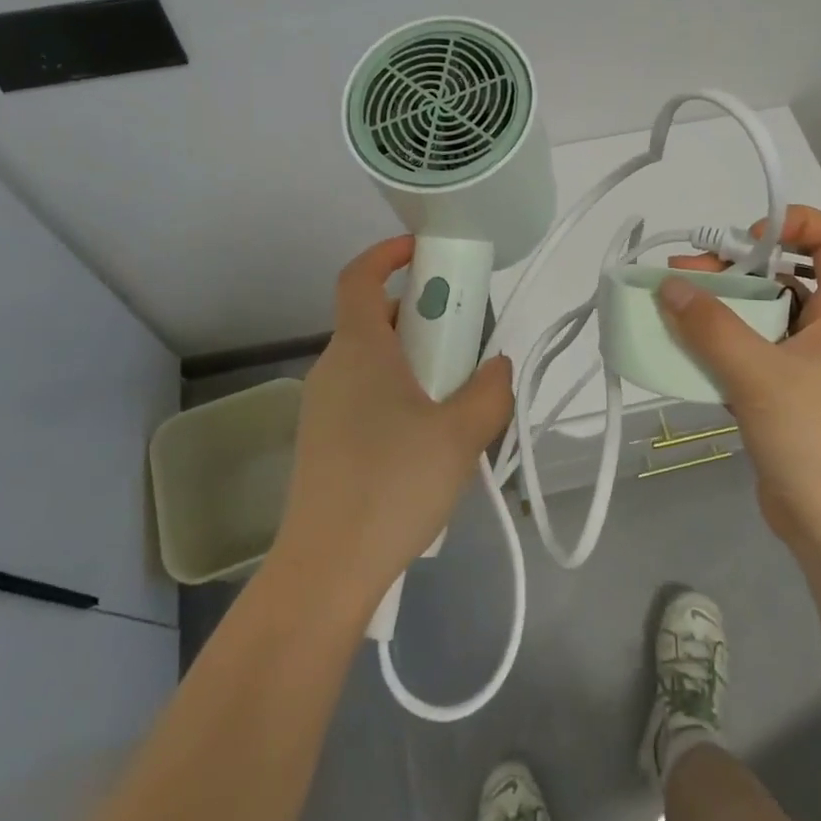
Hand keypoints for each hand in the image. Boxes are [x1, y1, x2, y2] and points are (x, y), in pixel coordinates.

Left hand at [271, 236, 514, 611]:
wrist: (327, 569)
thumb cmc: (393, 485)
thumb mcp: (461, 435)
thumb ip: (490, 391)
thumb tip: (497, 366)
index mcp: (359, 349)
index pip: (359, 277)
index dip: (387, 253)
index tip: (424, 251)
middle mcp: (333, 367)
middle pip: (376, 319)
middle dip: (423, 316)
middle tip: (466, 340)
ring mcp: (323, 406)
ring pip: (374, 360)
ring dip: (415, 360)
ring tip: (457, 397)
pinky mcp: (324, 441)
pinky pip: (366, 395)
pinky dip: (399, 393)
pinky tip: (429, 439)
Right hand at [660, 206, 820, 551]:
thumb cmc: (815, 440)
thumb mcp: (758, 375)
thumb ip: (710, 327)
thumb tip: (668, 285)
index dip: (794, 224)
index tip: (745, 240)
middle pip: (784, 276)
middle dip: (733, 269)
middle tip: (682, 277)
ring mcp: (806, 367)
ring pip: (761, 318)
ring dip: (719, 310)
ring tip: (671, 312)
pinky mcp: (784, 398)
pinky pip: (748, 355)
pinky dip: (717, 347)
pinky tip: (683, 354)